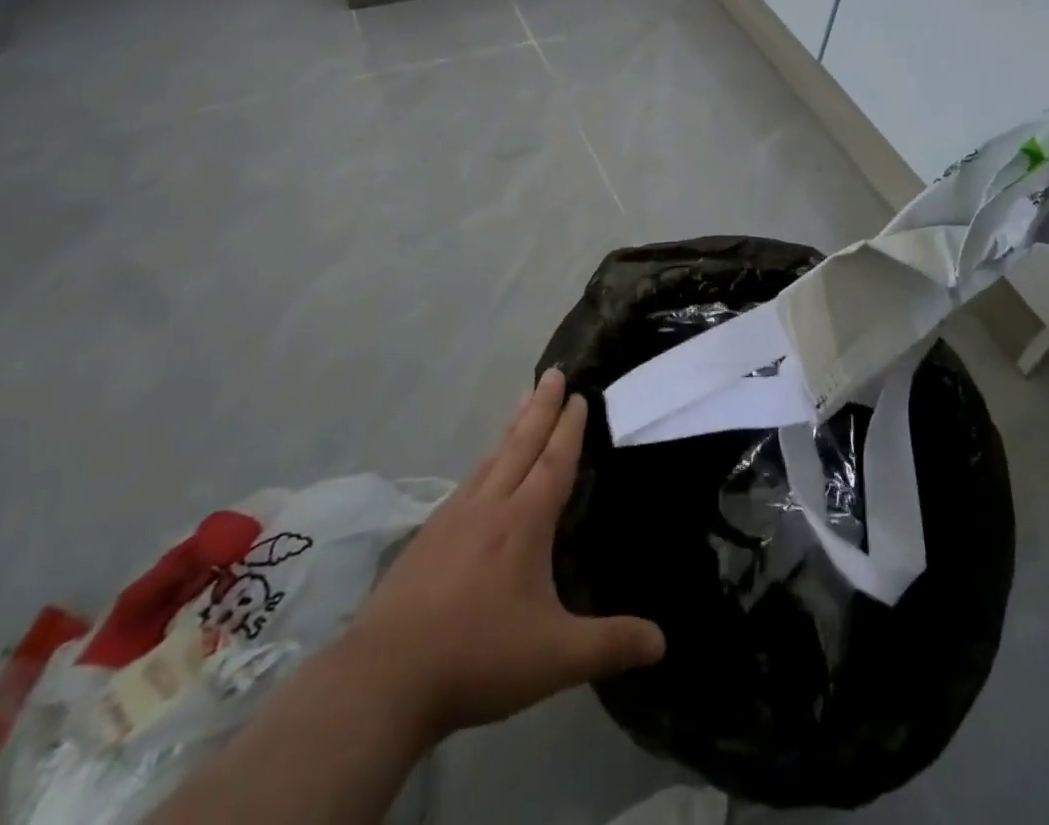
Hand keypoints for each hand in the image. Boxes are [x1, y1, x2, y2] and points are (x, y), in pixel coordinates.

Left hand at [345, 369, 664, 743]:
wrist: (385, 677)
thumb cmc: (478, 656)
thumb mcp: (556, 657)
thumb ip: (610, 644)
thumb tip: (663, 641)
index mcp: (524, 522)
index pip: (554, 461)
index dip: (569, 427)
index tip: (578, 394)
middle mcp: (490, 506)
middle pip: (521, 444)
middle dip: (541, 407)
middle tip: (553, 372)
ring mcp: (453, 517)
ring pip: (492, 457)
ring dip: (512, 426)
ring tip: (523, 400)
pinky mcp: (427, 536)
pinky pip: (468, 481)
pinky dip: (485, 460)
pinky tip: (481, 470)